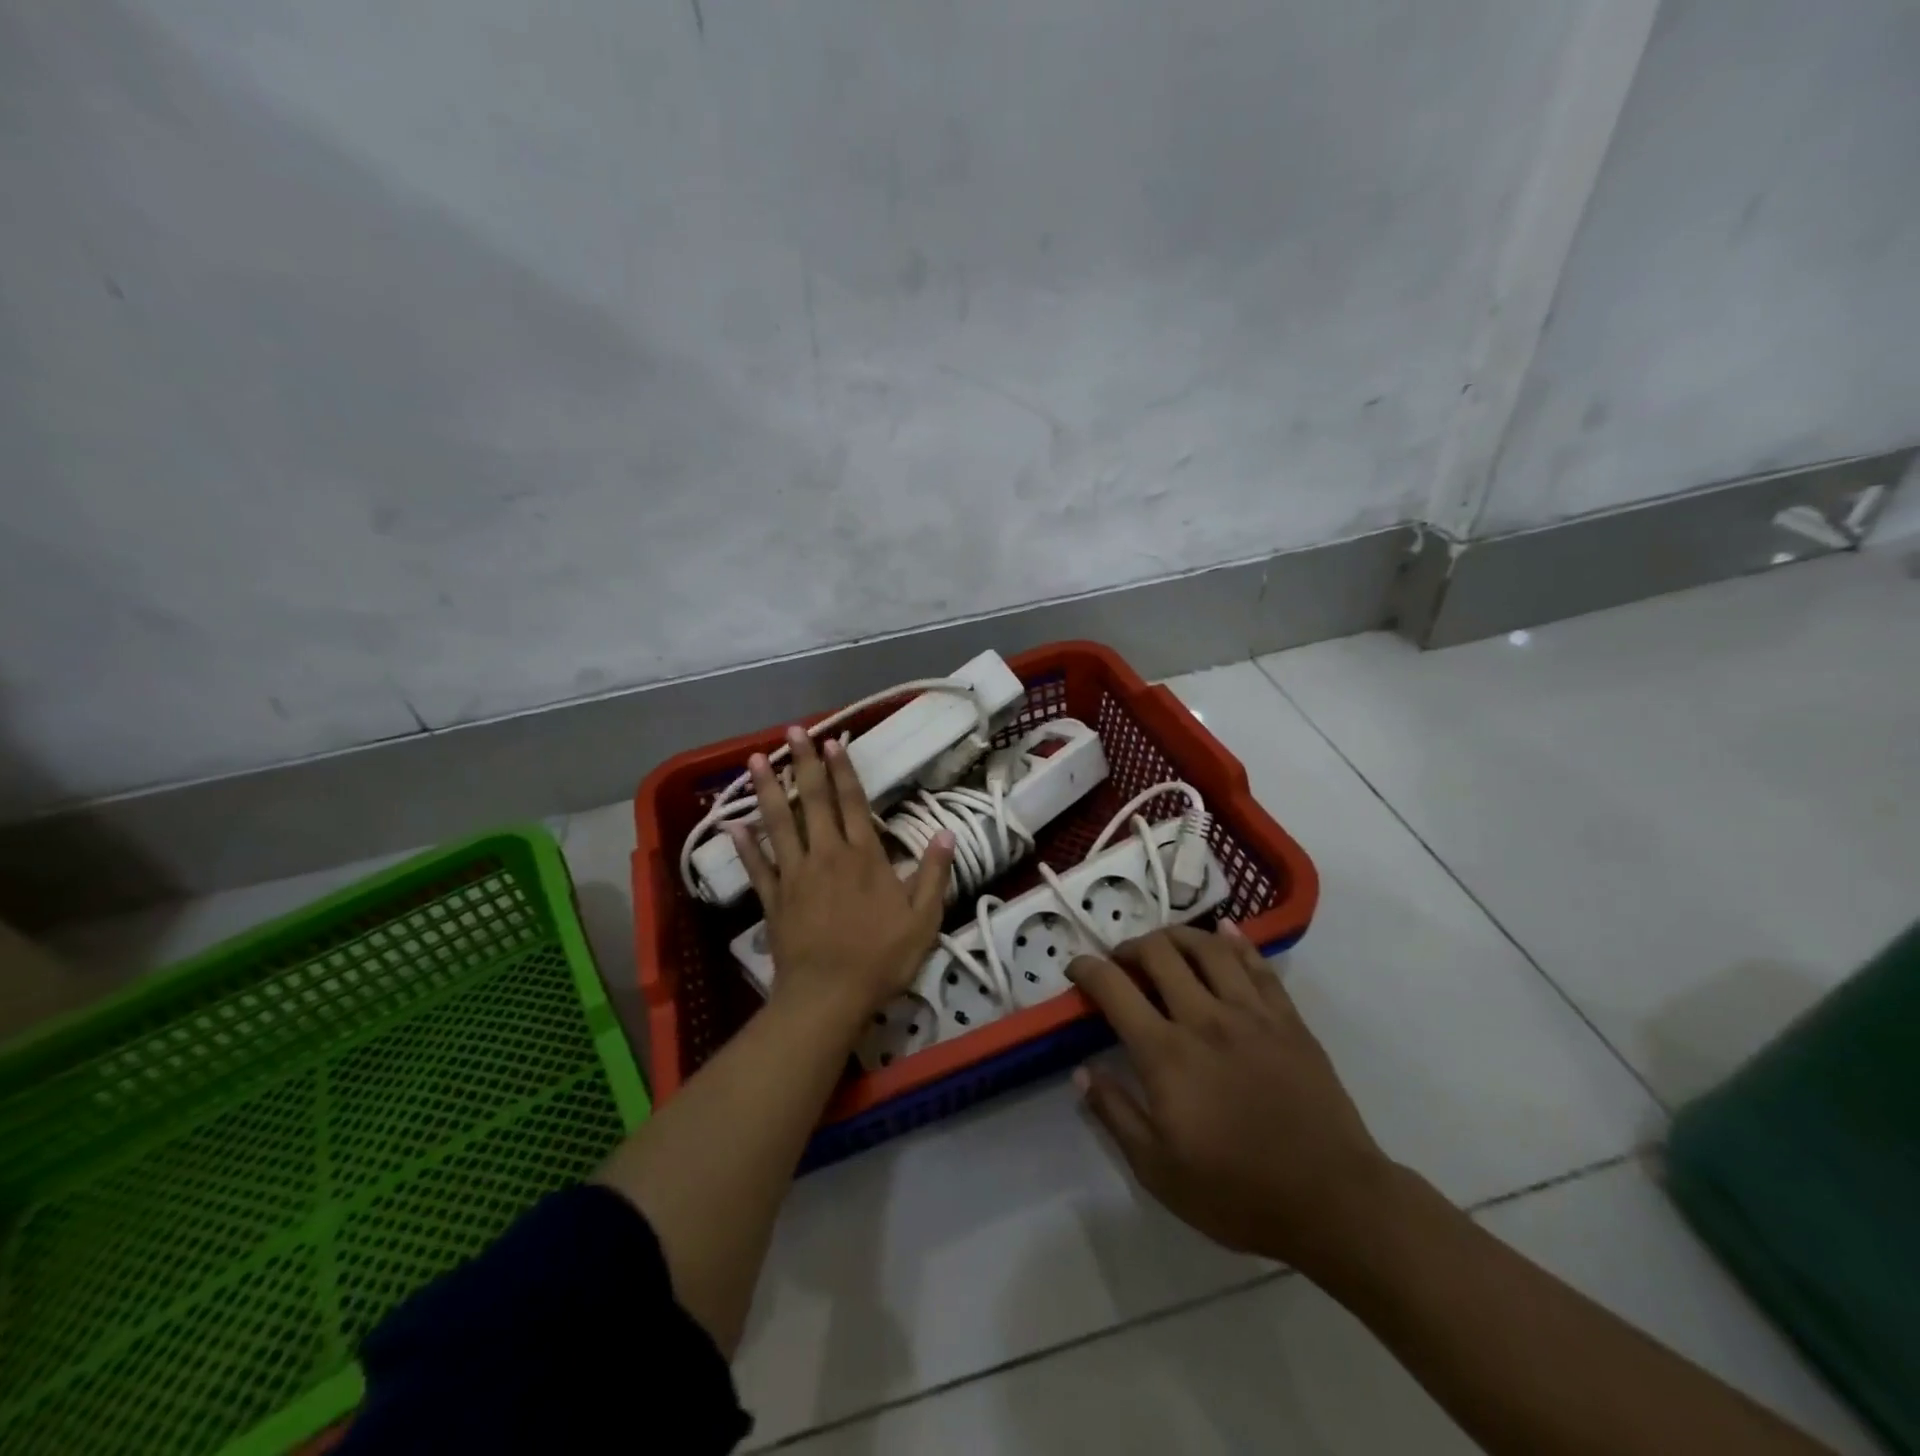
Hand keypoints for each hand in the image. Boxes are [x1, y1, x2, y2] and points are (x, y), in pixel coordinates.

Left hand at [730, 726, 955, 1032]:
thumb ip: (933, 874)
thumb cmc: (881, 958)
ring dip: (767, 790)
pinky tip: (731, 824)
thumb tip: (945, 834)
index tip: (833, 741)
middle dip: (803, 764)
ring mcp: (795, 875)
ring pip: (779, 824)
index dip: (843, 771)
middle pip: (814, 802)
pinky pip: (757, 867)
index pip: (852, 803)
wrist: (830, 996)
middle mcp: (827, 855)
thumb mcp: (923, 919)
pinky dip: (744, 845)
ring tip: (754, 759)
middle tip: (792, 732)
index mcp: (864, 857)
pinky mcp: (774, 899)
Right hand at [1066, 925, 1395, 1273]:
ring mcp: (1250, 1013)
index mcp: (1166, 1054)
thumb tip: (1082, 1071)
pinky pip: (1257, 964)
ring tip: (1165, 944)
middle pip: (1159, 953)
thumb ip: (1115, 1114)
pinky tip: (1223, 931)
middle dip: (1130, 946)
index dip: (1087, 969)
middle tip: (1122, 960)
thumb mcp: (1158, 1170)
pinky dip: (1235, 940)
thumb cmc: (1238, 1193)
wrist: (1333, 1201)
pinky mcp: (1287, 1019)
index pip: (1114, 988)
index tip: (1076, 969)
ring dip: (1177, 936)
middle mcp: (1204, 1018)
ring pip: (1207, 947)